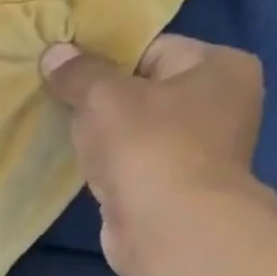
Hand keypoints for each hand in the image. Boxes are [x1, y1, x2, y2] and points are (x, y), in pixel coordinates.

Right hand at [40, 34, 276, 275]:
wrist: (170, 227)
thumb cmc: (147, 147)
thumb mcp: (103, 97)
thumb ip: (77, 72)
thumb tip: (54, 52)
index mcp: (220, 66)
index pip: (151, 48)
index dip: (104, 60)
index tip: (65, 76)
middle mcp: (222, 101)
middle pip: (144, 88)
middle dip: (101, 99)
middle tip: (60, 106)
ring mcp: (203, 147)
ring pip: (138, 127)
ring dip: (103, 134)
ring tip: (69, 138)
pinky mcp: (179, 183)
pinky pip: (136, 160)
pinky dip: (111, 162)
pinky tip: (87, 168)